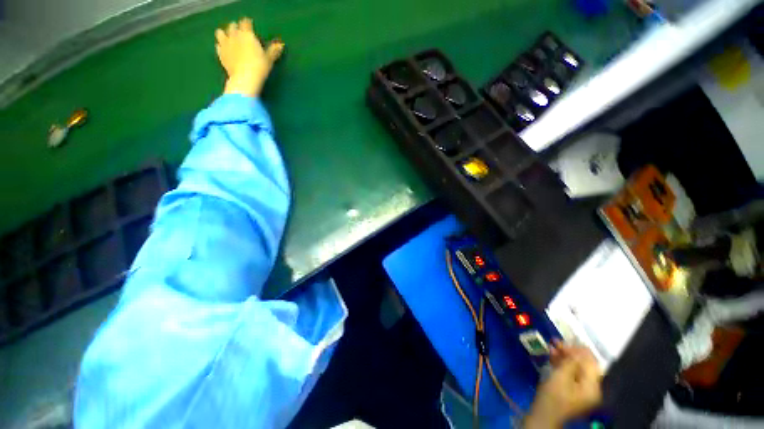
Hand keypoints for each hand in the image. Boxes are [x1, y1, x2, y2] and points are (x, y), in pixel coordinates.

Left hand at [215, 17, 283, 96]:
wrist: (243, 79)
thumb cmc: (259, 65)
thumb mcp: (269, 57)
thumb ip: (273, 50)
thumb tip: (280, 45)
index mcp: (248, 35)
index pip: (246, 24)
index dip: (246, 21)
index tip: (246, 21)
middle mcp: (236, 38)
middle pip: (233, 28)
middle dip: (234, 26)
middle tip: (234, 25)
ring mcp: (226, 47)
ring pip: (221, 36)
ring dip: (222, 33)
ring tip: (221, 32)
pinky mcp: (221, 57)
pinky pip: (218, 48)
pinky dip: (218, 45)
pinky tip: (218, 45)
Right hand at [524, 342, 602, 427]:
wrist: (538, 423)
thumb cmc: (550, 402)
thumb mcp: (560, 378)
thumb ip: (571, 361)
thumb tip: (576, 348)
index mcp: (593, 385)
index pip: (590, 360)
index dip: (578, 349)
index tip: (564, 341)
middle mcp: (592, 388)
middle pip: (584, 365)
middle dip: (570, 354)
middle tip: (557, 344)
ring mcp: (583, 393)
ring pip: (577, 370)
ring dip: (565, 360)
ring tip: (553, 350)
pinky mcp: (573, 396)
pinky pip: (572, 378)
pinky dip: (564, 369)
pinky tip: (554, 361)